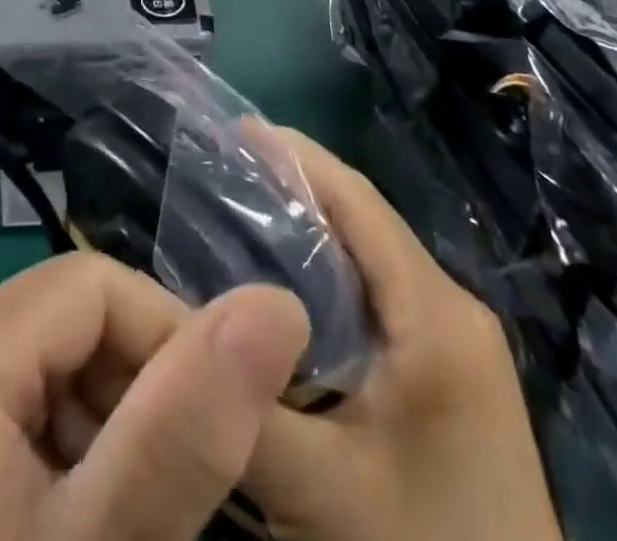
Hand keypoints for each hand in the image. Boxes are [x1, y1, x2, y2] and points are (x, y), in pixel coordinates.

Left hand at [0, 252, 310, 540]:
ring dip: (103, 435)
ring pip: (40, 374)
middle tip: (178, 502)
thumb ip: (183, 429)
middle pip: (65, 327)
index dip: (171, 339)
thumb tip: (278, 305)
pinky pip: (2, 420)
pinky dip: (55, 464)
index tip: (223, 432)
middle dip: (138, 398)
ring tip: (130, 526)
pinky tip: (71, 534)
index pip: (95, 286)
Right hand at [243, 129, 561, 540]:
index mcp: (435, 313)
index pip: (357, 201)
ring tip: (236, 216)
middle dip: (293, 188)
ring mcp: (456, 347)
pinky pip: (379, 302)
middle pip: (363, 224)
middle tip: (219, 171)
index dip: (294, 155)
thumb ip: (239, 407)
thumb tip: (160, 331)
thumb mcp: (320, 490)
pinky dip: (327, 282)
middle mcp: (453, 311)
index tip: (231, 126)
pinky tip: (281, 296)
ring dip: (308, 234)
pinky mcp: (450, 379)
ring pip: (369, 263)